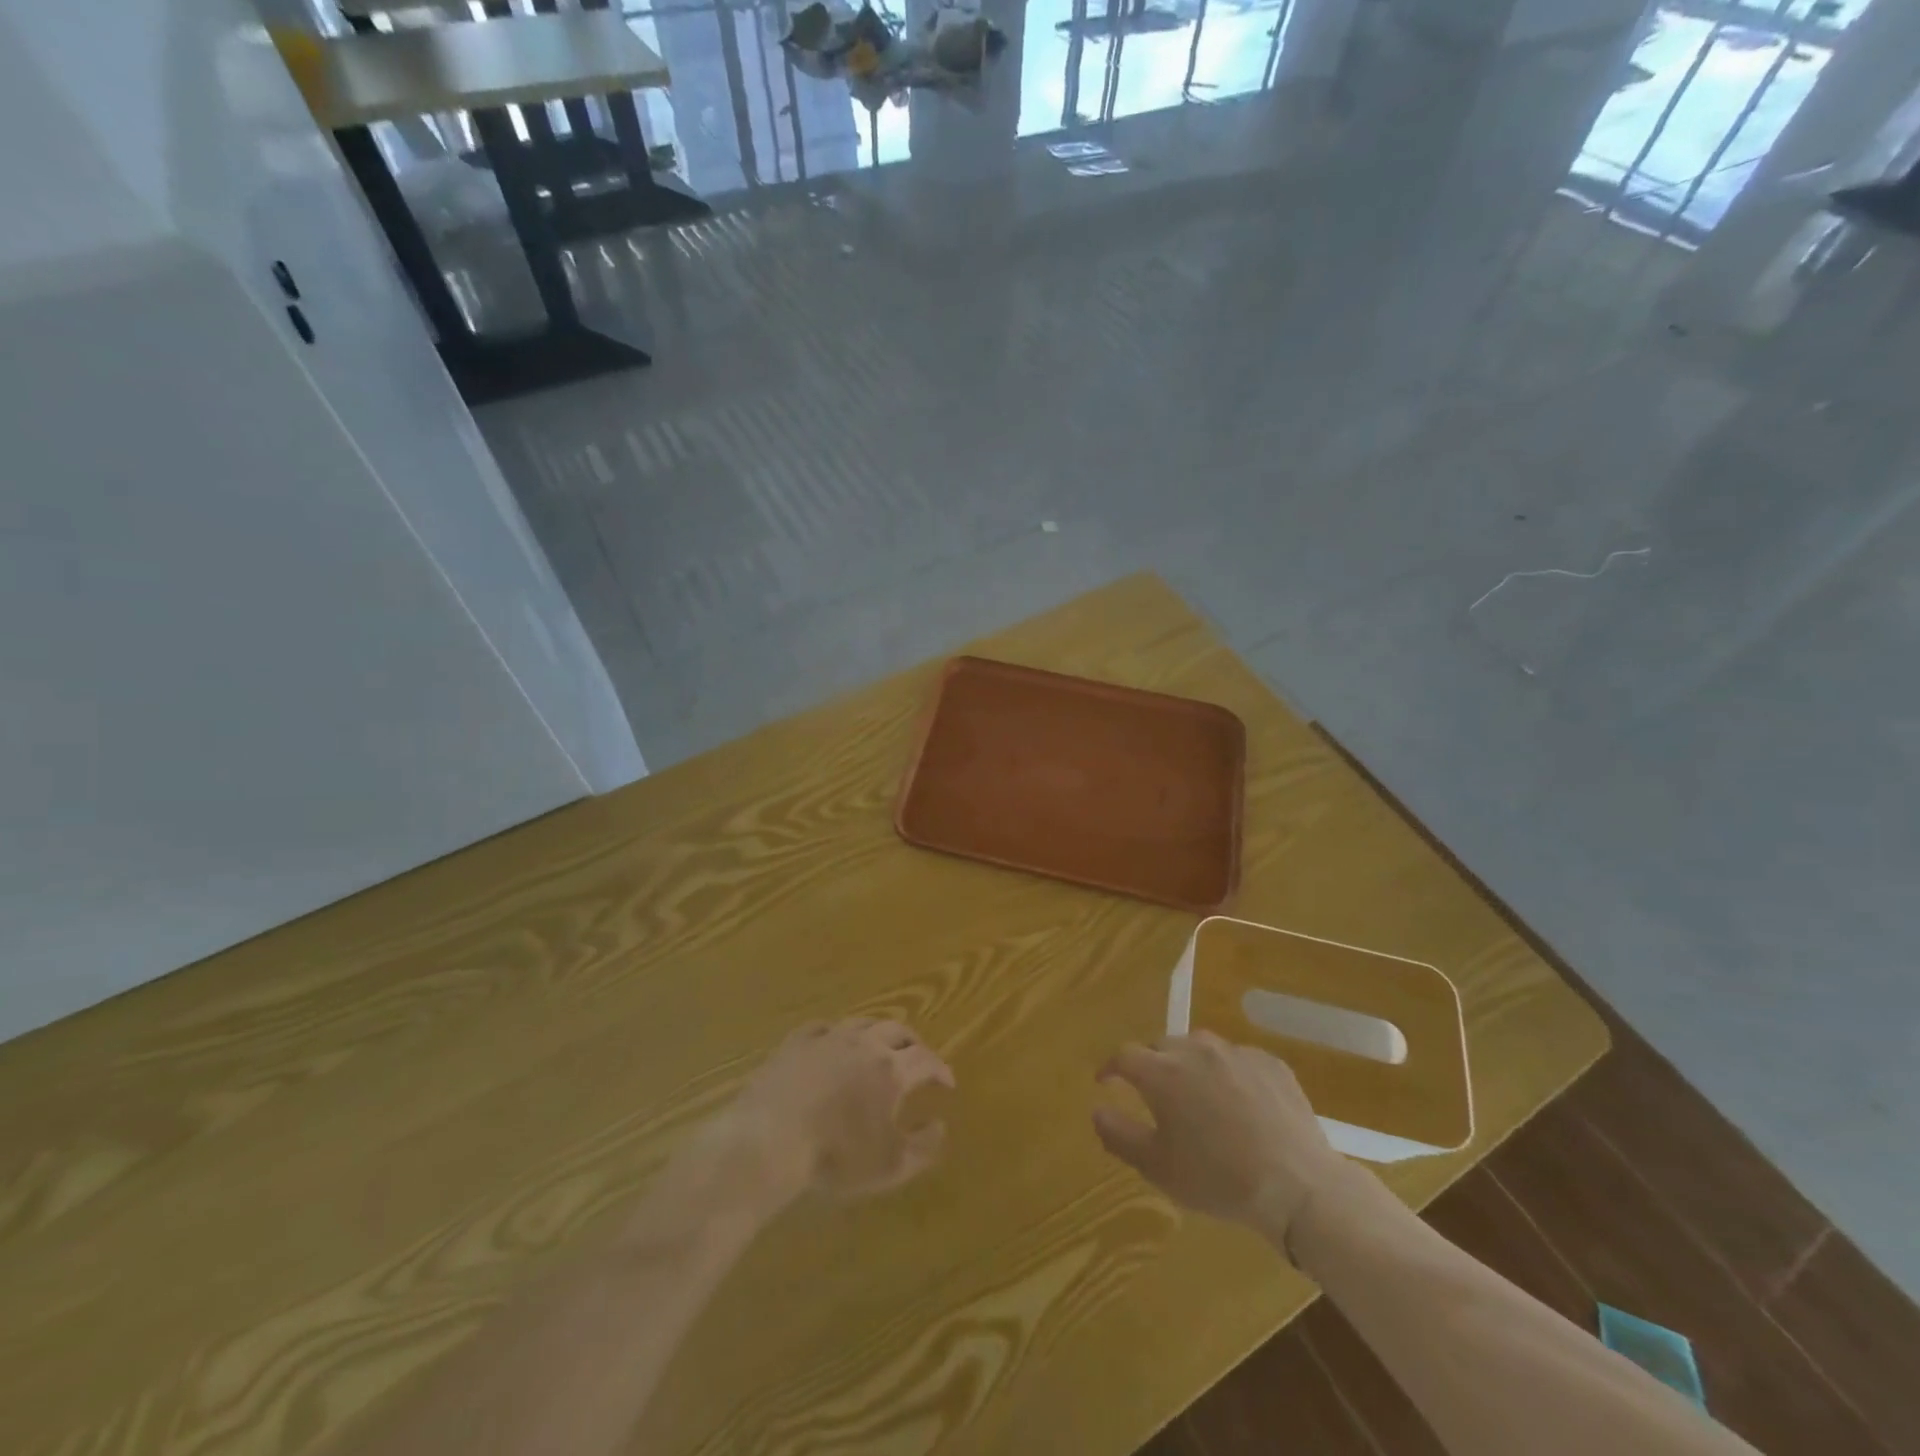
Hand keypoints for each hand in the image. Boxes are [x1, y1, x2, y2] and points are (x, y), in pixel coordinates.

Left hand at [728, 1018, 954, 1202]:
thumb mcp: (889, 1166)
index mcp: (890, 1070)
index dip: (940, 1068)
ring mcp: (828, 1038)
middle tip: (918, 1057)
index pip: (926, 1059)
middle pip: (897, 1030)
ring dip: (878, 1031)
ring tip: (881, 1044)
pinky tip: (834, 1039)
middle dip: (913, 1043)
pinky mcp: (796, 1042)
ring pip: (862, 1022)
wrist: (770, 1139)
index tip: (947, 1082)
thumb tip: (941, 1126)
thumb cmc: (835, 1155)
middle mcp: (864, 1044)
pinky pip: (823, 1027)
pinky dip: (837, 1032)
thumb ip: (923, 1148)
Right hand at [1092, 1032, 1349, 1252]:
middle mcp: (1195, 1050)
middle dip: (1150, 1063)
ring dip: (1189, 1063)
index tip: (1106, 1081)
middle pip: (1161, 1045)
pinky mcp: (1269, 1062)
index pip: (1124, 1055)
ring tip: (1196, 1093)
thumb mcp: (1159, 1168)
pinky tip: (1238, 1101)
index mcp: (1162, 1072)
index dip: (1111, 1067)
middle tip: (1153, 1092)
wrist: (1298, 1186)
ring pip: (1199, 1047)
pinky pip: (1237, 1058)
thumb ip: (1119, 1135)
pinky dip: (1227, 1072)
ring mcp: (1235, 1052)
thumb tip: (1096, 1110)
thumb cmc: (1218, 1179)